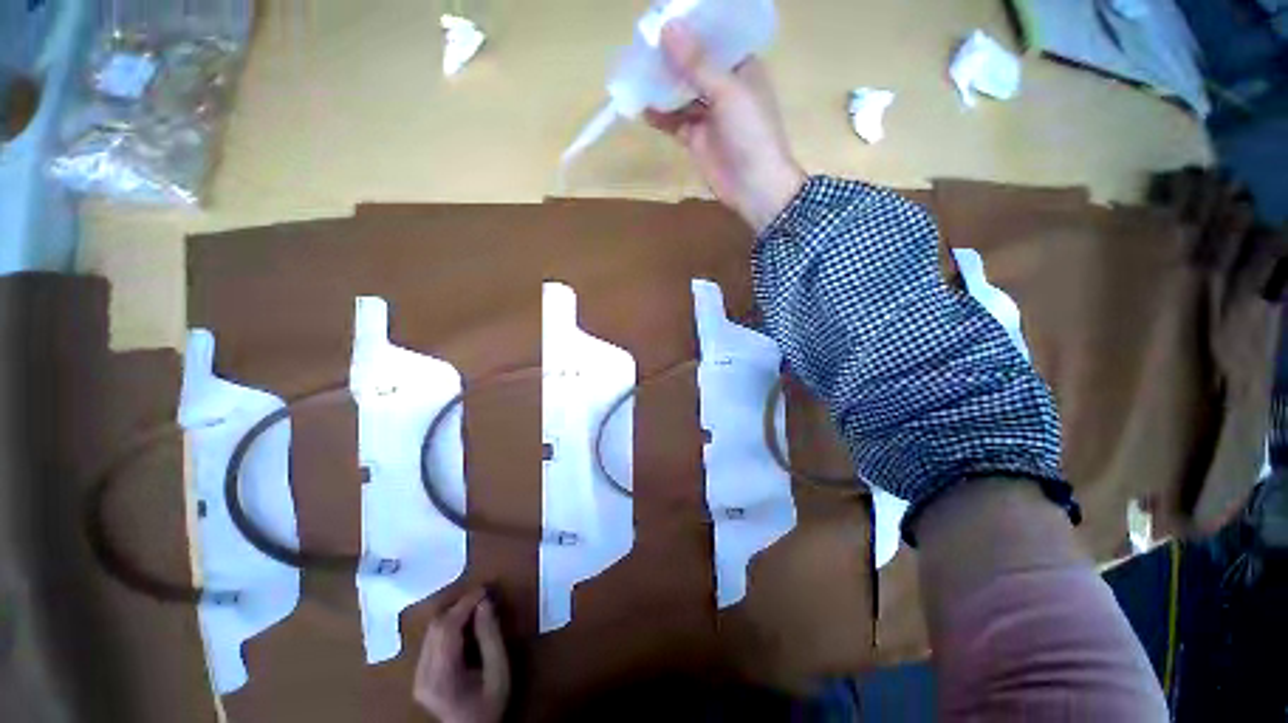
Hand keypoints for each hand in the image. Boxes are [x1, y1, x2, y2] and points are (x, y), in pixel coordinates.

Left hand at [414, 590, 509, 722]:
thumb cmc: (490, 702)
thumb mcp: (499, 671)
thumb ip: (491, 637)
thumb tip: (485, 602)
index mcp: (441, 677)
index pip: (446, 629)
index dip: (464, 604)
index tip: (484, 589)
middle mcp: (422, 675)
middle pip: (436, 627)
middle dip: (460, 606)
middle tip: (483, 596)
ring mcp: (417, 675)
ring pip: (432, 630)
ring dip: (454, 614)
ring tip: (476, 607)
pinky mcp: (419, 673)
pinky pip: (431, 639)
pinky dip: (449, 625)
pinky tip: (464, 625)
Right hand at [646, 22, 805, 232]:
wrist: (754, 187)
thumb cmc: (751, 134)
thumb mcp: (727, 92)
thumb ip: (697, 63)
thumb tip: (667, 28)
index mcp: (741, 67)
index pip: (714, 38)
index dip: (690, 27)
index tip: (662, 17)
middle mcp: (724, 86)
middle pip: (693, 64)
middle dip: (670, 55)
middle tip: (642, 43)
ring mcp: (709, 114)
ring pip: (681, 93)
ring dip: (661, 85)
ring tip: (636, 71)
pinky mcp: (696, 138)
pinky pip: (674, 121)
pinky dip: (659, 116)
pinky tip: (642, 107)